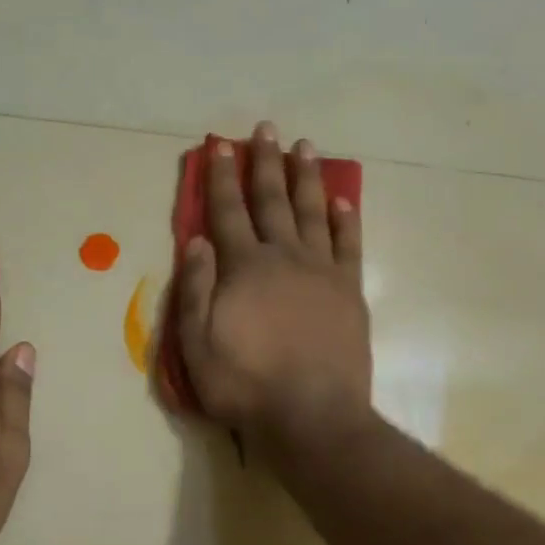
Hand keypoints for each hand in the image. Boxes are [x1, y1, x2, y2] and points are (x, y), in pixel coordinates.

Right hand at [174, 122, 372, 454]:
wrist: (312, 415)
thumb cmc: (245, 384)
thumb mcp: (196, 345)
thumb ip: (195, 289)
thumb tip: (197, 240)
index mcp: (244, 267)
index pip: (228, 212)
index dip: (222, 177)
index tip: (221, 145)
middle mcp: (284, 257)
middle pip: (272, 201)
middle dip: (265, 163)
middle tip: (266, 129)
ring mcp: (322, 271)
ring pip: (313, 212)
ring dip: (306, 178)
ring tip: (305, 147)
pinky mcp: (349, 291)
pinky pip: (349, 245)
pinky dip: (346, 219)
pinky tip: (343, 199)